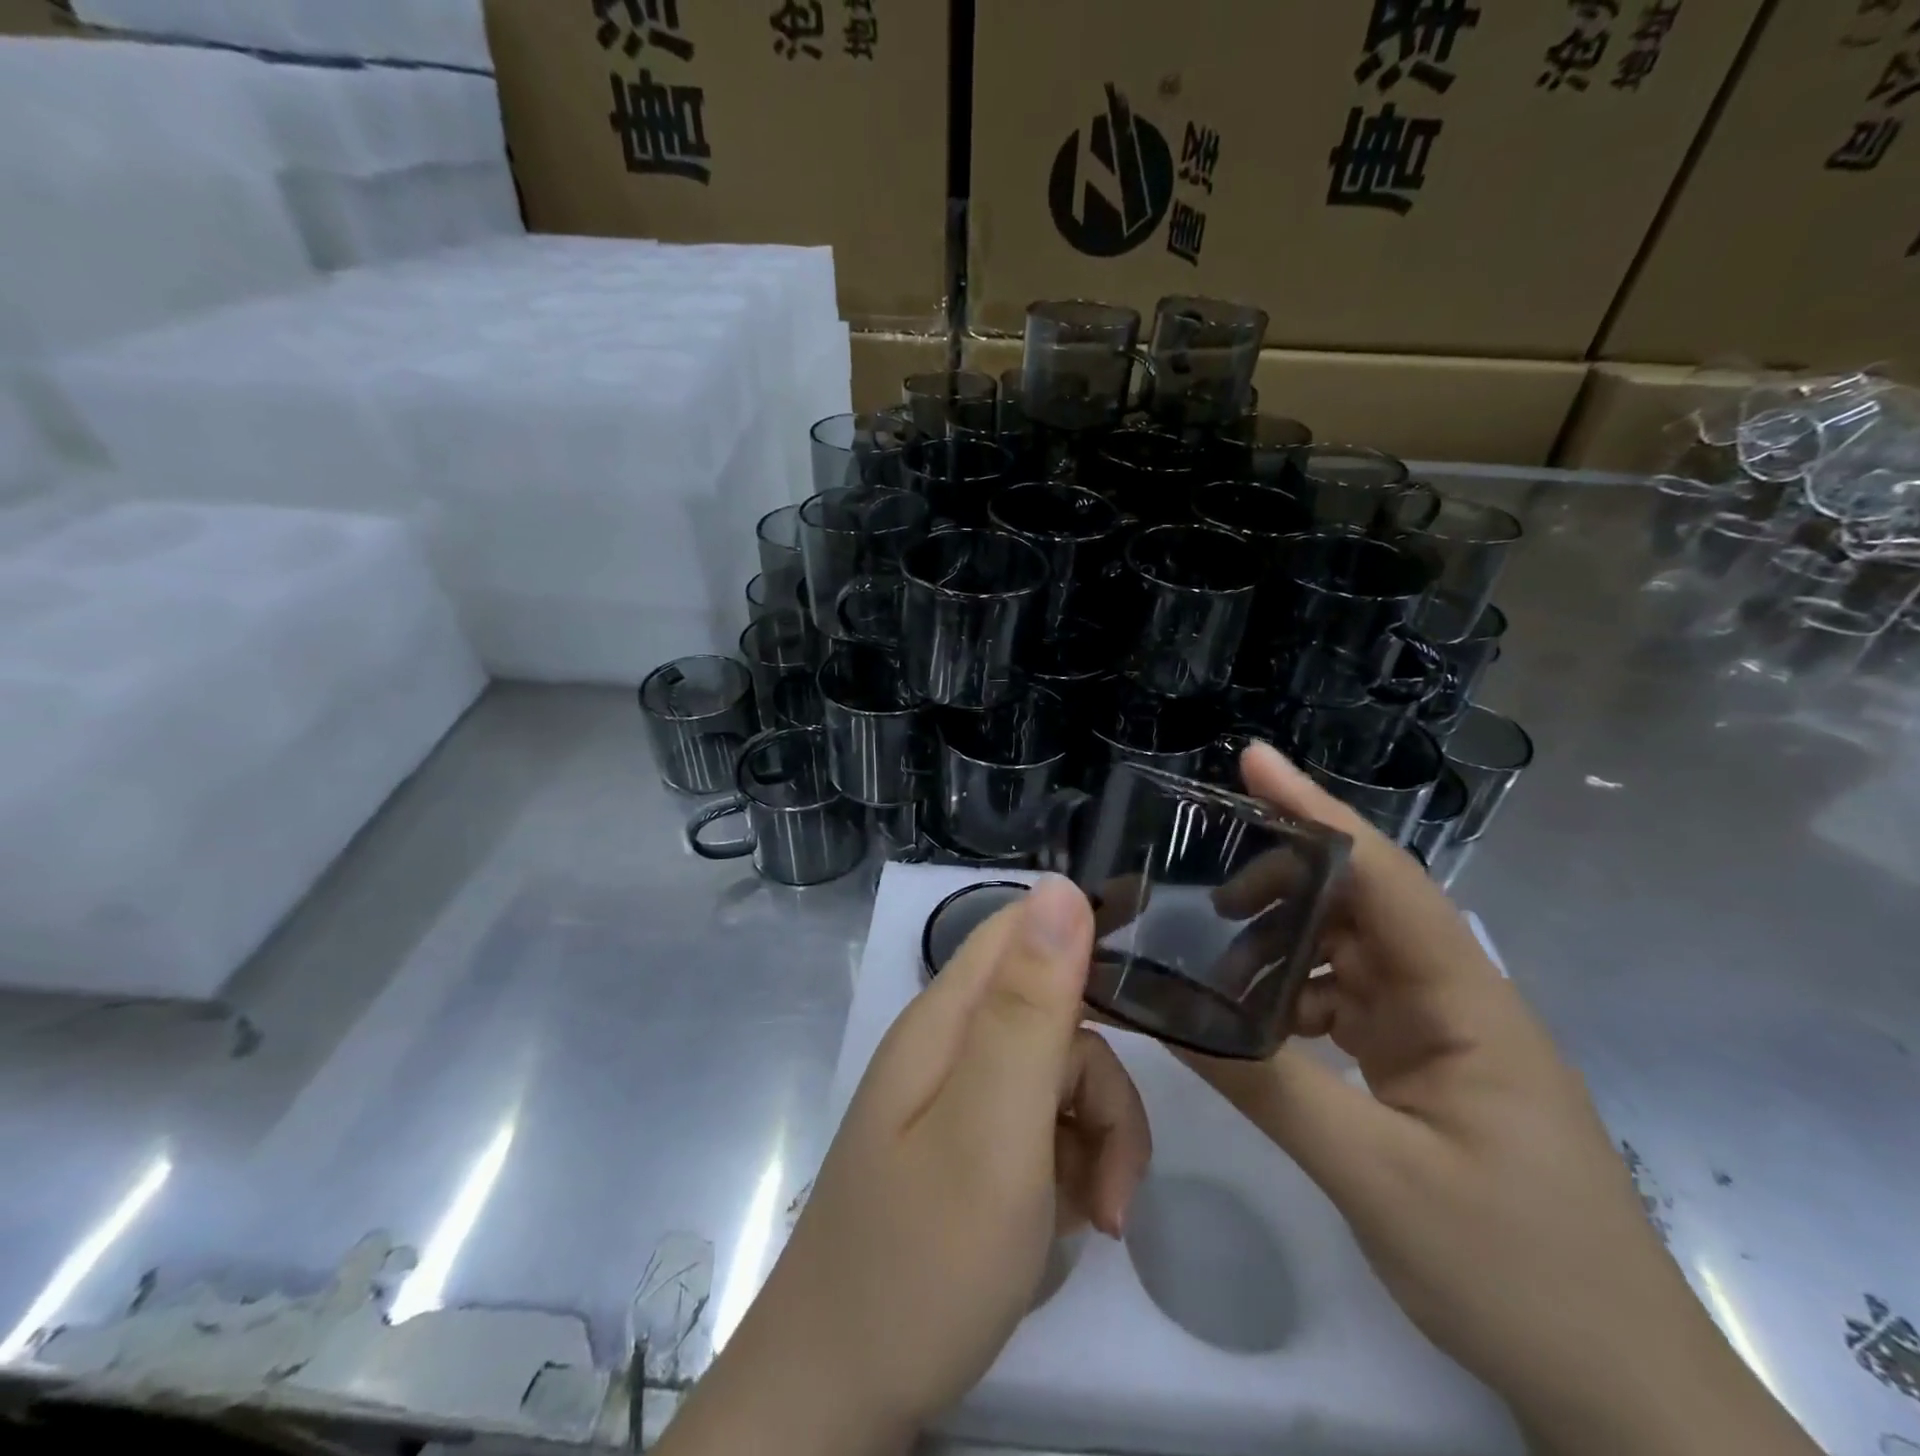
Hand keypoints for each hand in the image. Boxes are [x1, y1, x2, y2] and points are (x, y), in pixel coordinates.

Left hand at [661, 876, 1150, 1455]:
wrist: (839, 1397)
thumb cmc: (922, 1259)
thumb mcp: (993, 1126)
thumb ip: (1029, 1007)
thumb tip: (1061, 887)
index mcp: (947, 1018)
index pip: (1022, 930)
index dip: (1085, 940)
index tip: (1145, 1002)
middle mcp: (951, 1045)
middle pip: (1054, 1015)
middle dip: (1102, 1084)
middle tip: (1114, 1168)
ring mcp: (960, 1100)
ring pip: (1059, 1078)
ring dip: (1097, 1139)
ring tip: (1098, 1217)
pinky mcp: (971, 1150)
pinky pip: (1043, 1130)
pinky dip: (1073, 1171)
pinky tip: (1071, 1225)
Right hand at [1182, 742, 1817, 1455]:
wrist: (1617, 1388)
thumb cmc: (1516, 1270)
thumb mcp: (1378, 1176)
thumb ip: (1272, 1088)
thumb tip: (1175, 1019)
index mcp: (1465, 1000)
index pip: (1384, 877)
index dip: (1316, 810)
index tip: (1253, 762)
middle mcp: (1453, 998)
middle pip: (1358, 905)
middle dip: (1279, 881)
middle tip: (1197, 882)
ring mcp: (1438, 1034)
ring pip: (1346, 956)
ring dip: (1280, 946)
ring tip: (1206, 955)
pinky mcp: (1422, 1068)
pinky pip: (1345, 1005)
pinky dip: (1292, 1000)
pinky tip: (1250, 1020)